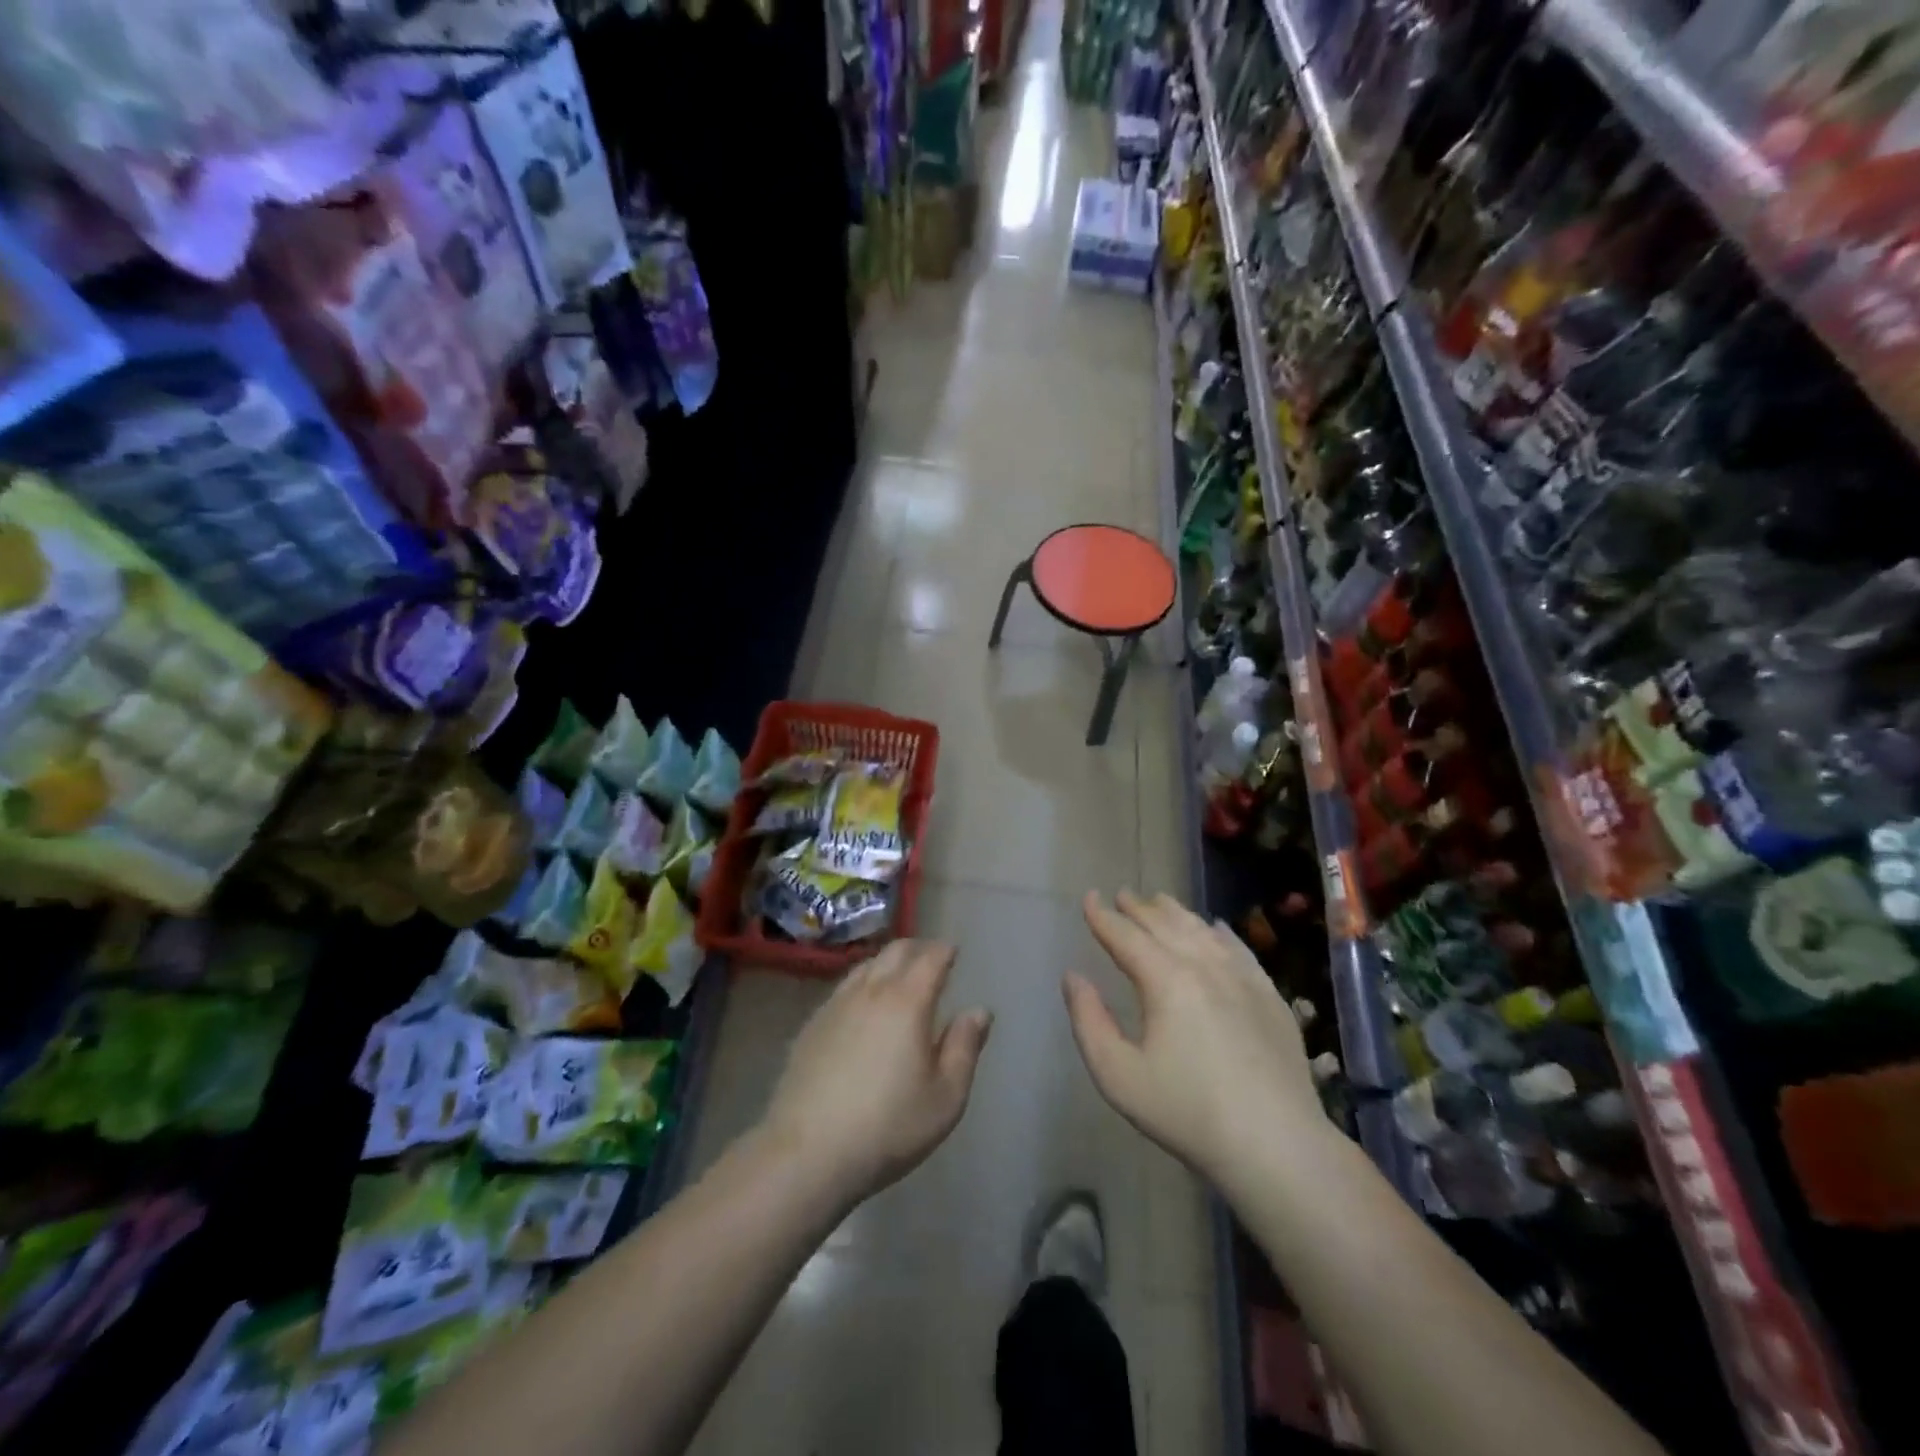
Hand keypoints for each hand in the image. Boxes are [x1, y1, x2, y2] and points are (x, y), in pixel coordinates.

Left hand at [760, 940, 992, 1208]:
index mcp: (908, 1001)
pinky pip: (843, 988)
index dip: (945, 951)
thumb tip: (978, 1011)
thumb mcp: (945, 1097)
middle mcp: (870, 991)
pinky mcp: (811, 1025)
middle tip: (931, 958)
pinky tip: (862, 1008)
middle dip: (917, 948)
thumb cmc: (888, 1126)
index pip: (930, 958)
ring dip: (887, 963)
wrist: (807, 1152)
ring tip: (898, 977)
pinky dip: (862, 985)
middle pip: (895, 951)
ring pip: (866, 966)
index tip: (954, 951)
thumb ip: (965, 1048)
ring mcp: (835, 1005)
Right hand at [1065, 891, 1322, 1185]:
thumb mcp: (1118, 1076)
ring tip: (1160, 901)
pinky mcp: (1270, 996)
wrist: (1276, 1145)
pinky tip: (1215, 928)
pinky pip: (1239, 948)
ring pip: (1202, 930)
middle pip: (1165, 925)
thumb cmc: (1187, 1112)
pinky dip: (1220, 932)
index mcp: (1166, 980)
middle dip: (1139, 908)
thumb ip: (1088, 1021)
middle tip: (1122, 894)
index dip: (1103, 917)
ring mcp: (1243, 978)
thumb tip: (1073, 977)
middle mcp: (1204, 966)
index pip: (1126, 936)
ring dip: (1176, 913)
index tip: (1089, 898)